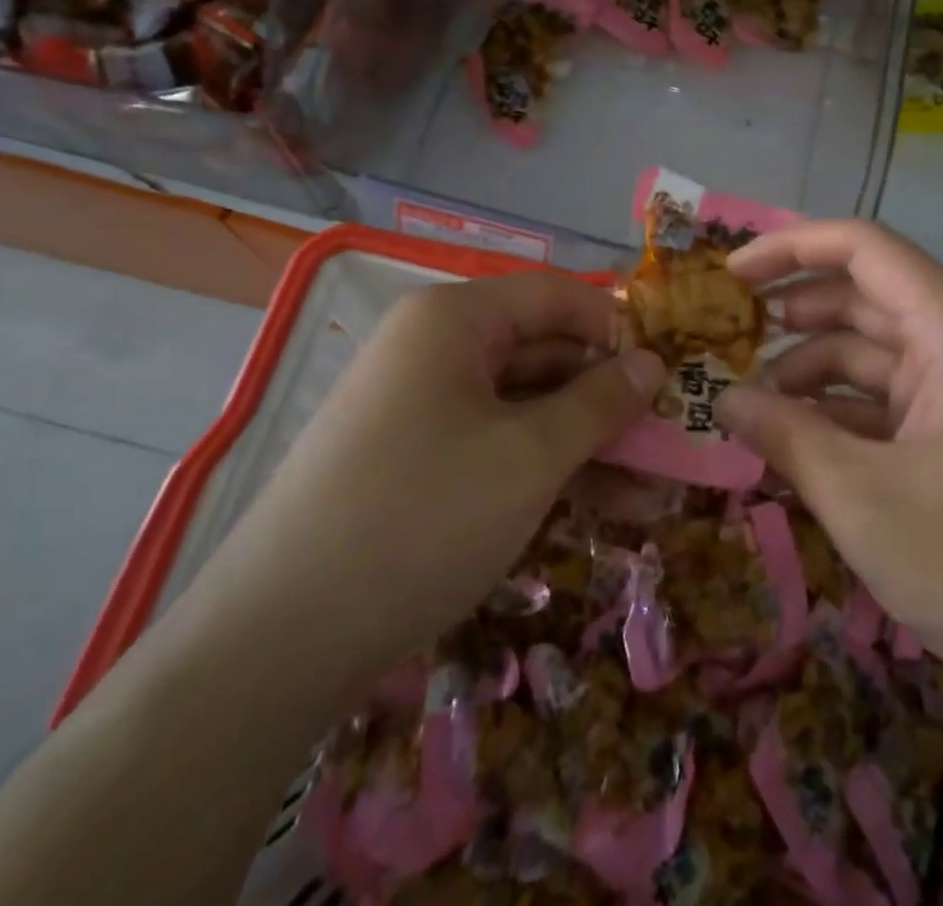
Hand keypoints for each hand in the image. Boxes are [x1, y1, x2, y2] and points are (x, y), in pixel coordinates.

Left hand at [167, 272, 664, 708]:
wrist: (272, 646)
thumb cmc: (420, 519)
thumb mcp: (529, 457)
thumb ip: (600, 402)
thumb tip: (653, 363)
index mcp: (454, 320)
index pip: (557, 295)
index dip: (617, 328)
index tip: (668, 375)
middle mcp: (436, 350)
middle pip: (544, 352)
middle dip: (609, 398)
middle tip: (671, 441)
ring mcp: (423, 410)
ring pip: (526, 408)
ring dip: (588, 446)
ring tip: (655, 494)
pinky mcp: (417, 464)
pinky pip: (497, 448)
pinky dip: (547, 472)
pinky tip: (603, 512)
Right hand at [718, 221, 942, 707]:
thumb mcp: (864, 499)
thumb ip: (787, 437)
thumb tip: (723, 401)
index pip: (866, 250)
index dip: (793, 247)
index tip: (732, 273)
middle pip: (866, 297)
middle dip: (795, 311)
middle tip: (729, 333)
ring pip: (873, 353)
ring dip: (811, 368)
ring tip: (753, 402)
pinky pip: (889, 400)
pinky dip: (840, 411)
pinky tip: (797, 440)